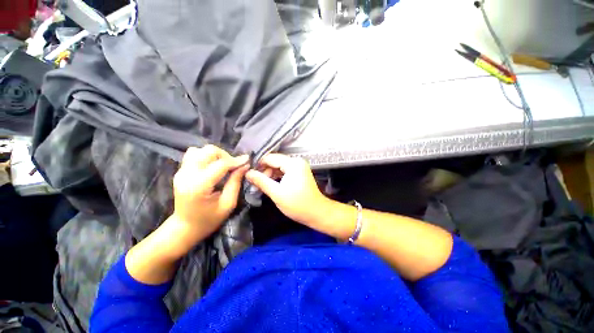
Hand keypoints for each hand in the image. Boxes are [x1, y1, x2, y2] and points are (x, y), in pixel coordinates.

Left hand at [172, 145, 248, 237]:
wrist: (185, 227)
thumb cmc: (209, 220)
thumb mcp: (228, 204)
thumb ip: (235, 182)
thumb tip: (244, 165)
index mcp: (199, 186)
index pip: (220, 165)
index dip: (236, 160)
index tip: (247, 160)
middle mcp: (187, 175)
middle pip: (207, 151)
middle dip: (224, 155)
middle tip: (233, 166)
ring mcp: (181, 172)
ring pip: (199, 150)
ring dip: (214, 155)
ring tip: (222, 166)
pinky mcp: (180, 172)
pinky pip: (193, 155)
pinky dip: (205, 157)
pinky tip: (212, 167)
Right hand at [245, 154, 330, 226]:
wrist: (316, 213)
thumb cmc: (297, 204)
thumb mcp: (276, 193)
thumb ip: (261, 181)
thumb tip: (247, 173)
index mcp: (293, 163)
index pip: (270, 158)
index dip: (258, 164)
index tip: (248, 173)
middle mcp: (297, 161)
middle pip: (275, 161)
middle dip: (264, 170)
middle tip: (254, 182)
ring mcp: (299, 167)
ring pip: (279, 166)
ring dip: (270, 174)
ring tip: (261, 185)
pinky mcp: (300, 172)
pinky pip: (285, 171)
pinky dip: (277, 176)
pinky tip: (270, 184)